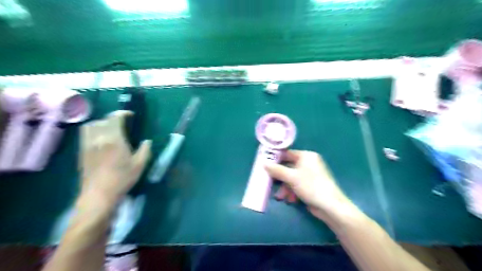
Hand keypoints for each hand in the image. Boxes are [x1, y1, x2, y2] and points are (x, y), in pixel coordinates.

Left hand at [79, 110, 151, 205]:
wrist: (99, 195)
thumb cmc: (122, 178)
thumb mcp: (140, 164)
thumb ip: (145, 150)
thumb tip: (147, 141)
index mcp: (114, 139)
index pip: (115, 118)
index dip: (123, 113)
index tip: (131, 115)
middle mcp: (98, 138)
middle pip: (102, 120)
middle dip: (112, 117)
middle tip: (122, 122)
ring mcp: (87, 145)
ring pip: (90, 125)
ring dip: (100, 122)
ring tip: (110, 128)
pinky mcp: (82, 152)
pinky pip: (85, 134)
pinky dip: (93, 130)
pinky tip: (101, 138)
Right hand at [265, 151, 358, 222]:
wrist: (330, 206)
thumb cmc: (310, 186)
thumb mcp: (291, 177)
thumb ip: (276, 170)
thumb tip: (263, 163)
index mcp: (306, 156)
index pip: (287, 154)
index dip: (276, 159)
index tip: (265, 165)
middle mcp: (308, 163)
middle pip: (288, 167)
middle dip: (280, 178)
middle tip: (270, 182)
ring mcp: (310, 175)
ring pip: (291, 178)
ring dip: (285, 188)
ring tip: (280, 197)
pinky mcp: (311, 185)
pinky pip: (297, 185)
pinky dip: (292, 192)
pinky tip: (290, 200)